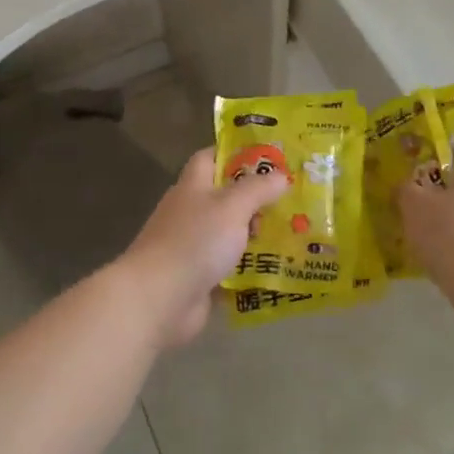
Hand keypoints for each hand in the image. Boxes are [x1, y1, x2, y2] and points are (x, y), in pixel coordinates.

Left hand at [114, 147, 287, 347]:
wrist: (158, 299)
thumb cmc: (194, 241)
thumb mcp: (232, 206)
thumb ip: (257, 189)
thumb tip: (281, 175)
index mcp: (192, 186)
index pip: (210, 158)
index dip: (235, 153)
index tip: (268, 157)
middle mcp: (190, 212)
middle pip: (225, 197)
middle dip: (256, 198)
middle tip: (293, 199)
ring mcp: (193, 247)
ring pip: (230, 234)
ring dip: (256, 235)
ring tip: (295, 233)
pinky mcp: (198, 277)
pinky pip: (230, 267)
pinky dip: (250, 268)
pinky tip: (278, 268)